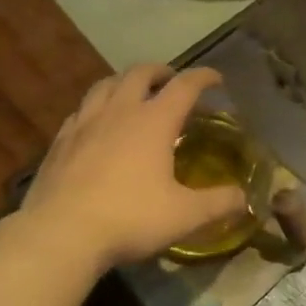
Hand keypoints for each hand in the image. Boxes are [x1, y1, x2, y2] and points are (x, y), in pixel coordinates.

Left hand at [18, 64, 248, 270]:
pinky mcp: (60, 140)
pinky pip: (81, 110)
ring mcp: (86, 122)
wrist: (60, 233)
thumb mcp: (184, 215)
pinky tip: (96, 123)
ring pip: (105, 84)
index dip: (203, 77)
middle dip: (161, 71)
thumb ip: (218, 203)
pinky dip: (96, 106)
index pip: (185, 85)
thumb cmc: (129, 218)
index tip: (216, 78)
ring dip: (124, 81)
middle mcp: (120, 111)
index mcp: (154, 121)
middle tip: (171, 81)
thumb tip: (246, 198)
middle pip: (141, 73)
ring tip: (132, 92)